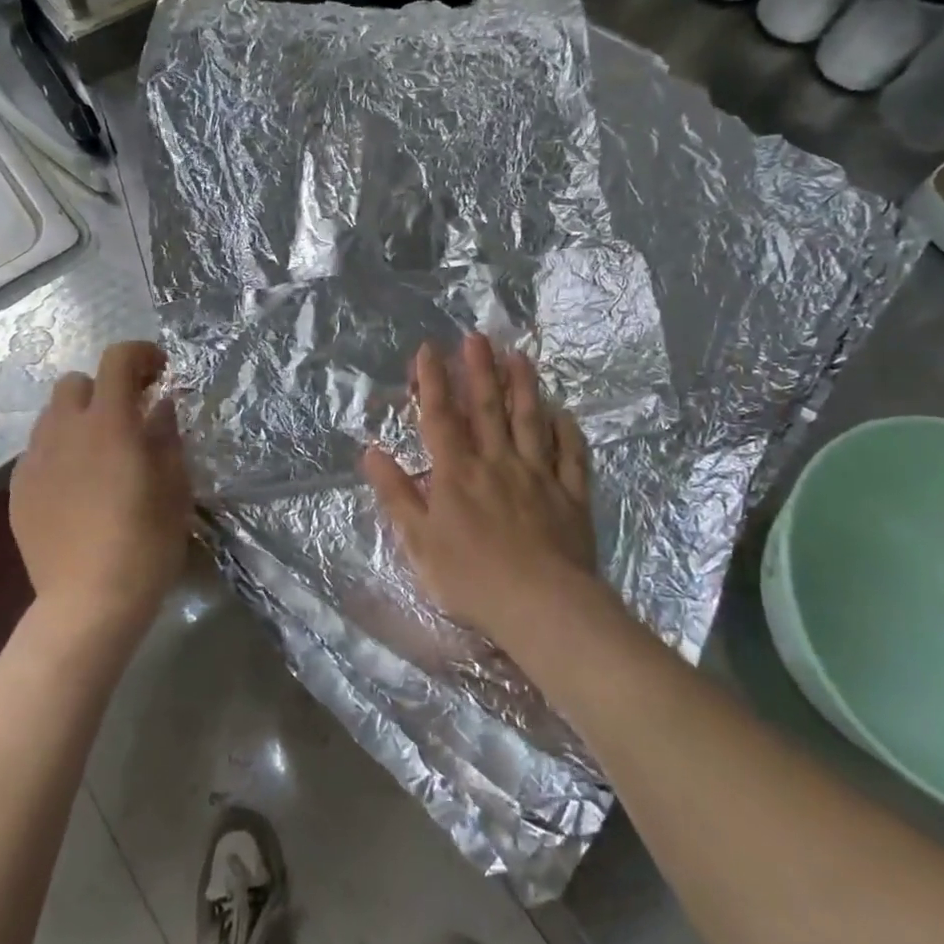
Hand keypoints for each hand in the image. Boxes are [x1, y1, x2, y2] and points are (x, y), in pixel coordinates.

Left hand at [10, 341, 194, 636]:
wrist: (88, 602)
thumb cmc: (145, 542)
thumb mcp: (174, 485)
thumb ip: (166, 435)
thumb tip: (162, 405)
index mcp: (109, 423)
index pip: (117, 359)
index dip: (140, 354)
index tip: (160, 373)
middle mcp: (64, 431)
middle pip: (74, 382)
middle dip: (104, 388)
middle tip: (129, 416)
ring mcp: (35, 461)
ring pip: (52, 416)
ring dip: (80, 419)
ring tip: (101, 452)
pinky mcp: (18, 491)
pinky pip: (38, 452)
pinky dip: (60, 452)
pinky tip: (77, 486)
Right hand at [361, 332, 599, 650]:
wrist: (541, 606)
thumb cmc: (471, 578)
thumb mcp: (418, 541)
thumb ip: (396, 494)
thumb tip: (371, 452)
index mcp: (458, 473)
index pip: (441, 417)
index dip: (433, 381)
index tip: (429, 349)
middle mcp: (497, 462)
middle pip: (487, 408)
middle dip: (479, 369)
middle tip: (477, 336)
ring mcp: (539, 476)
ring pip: (530, 421)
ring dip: (524, 386)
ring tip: (519, 356)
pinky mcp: (571, 496)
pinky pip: (571, 456)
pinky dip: (568, 431)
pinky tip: (564, 413)